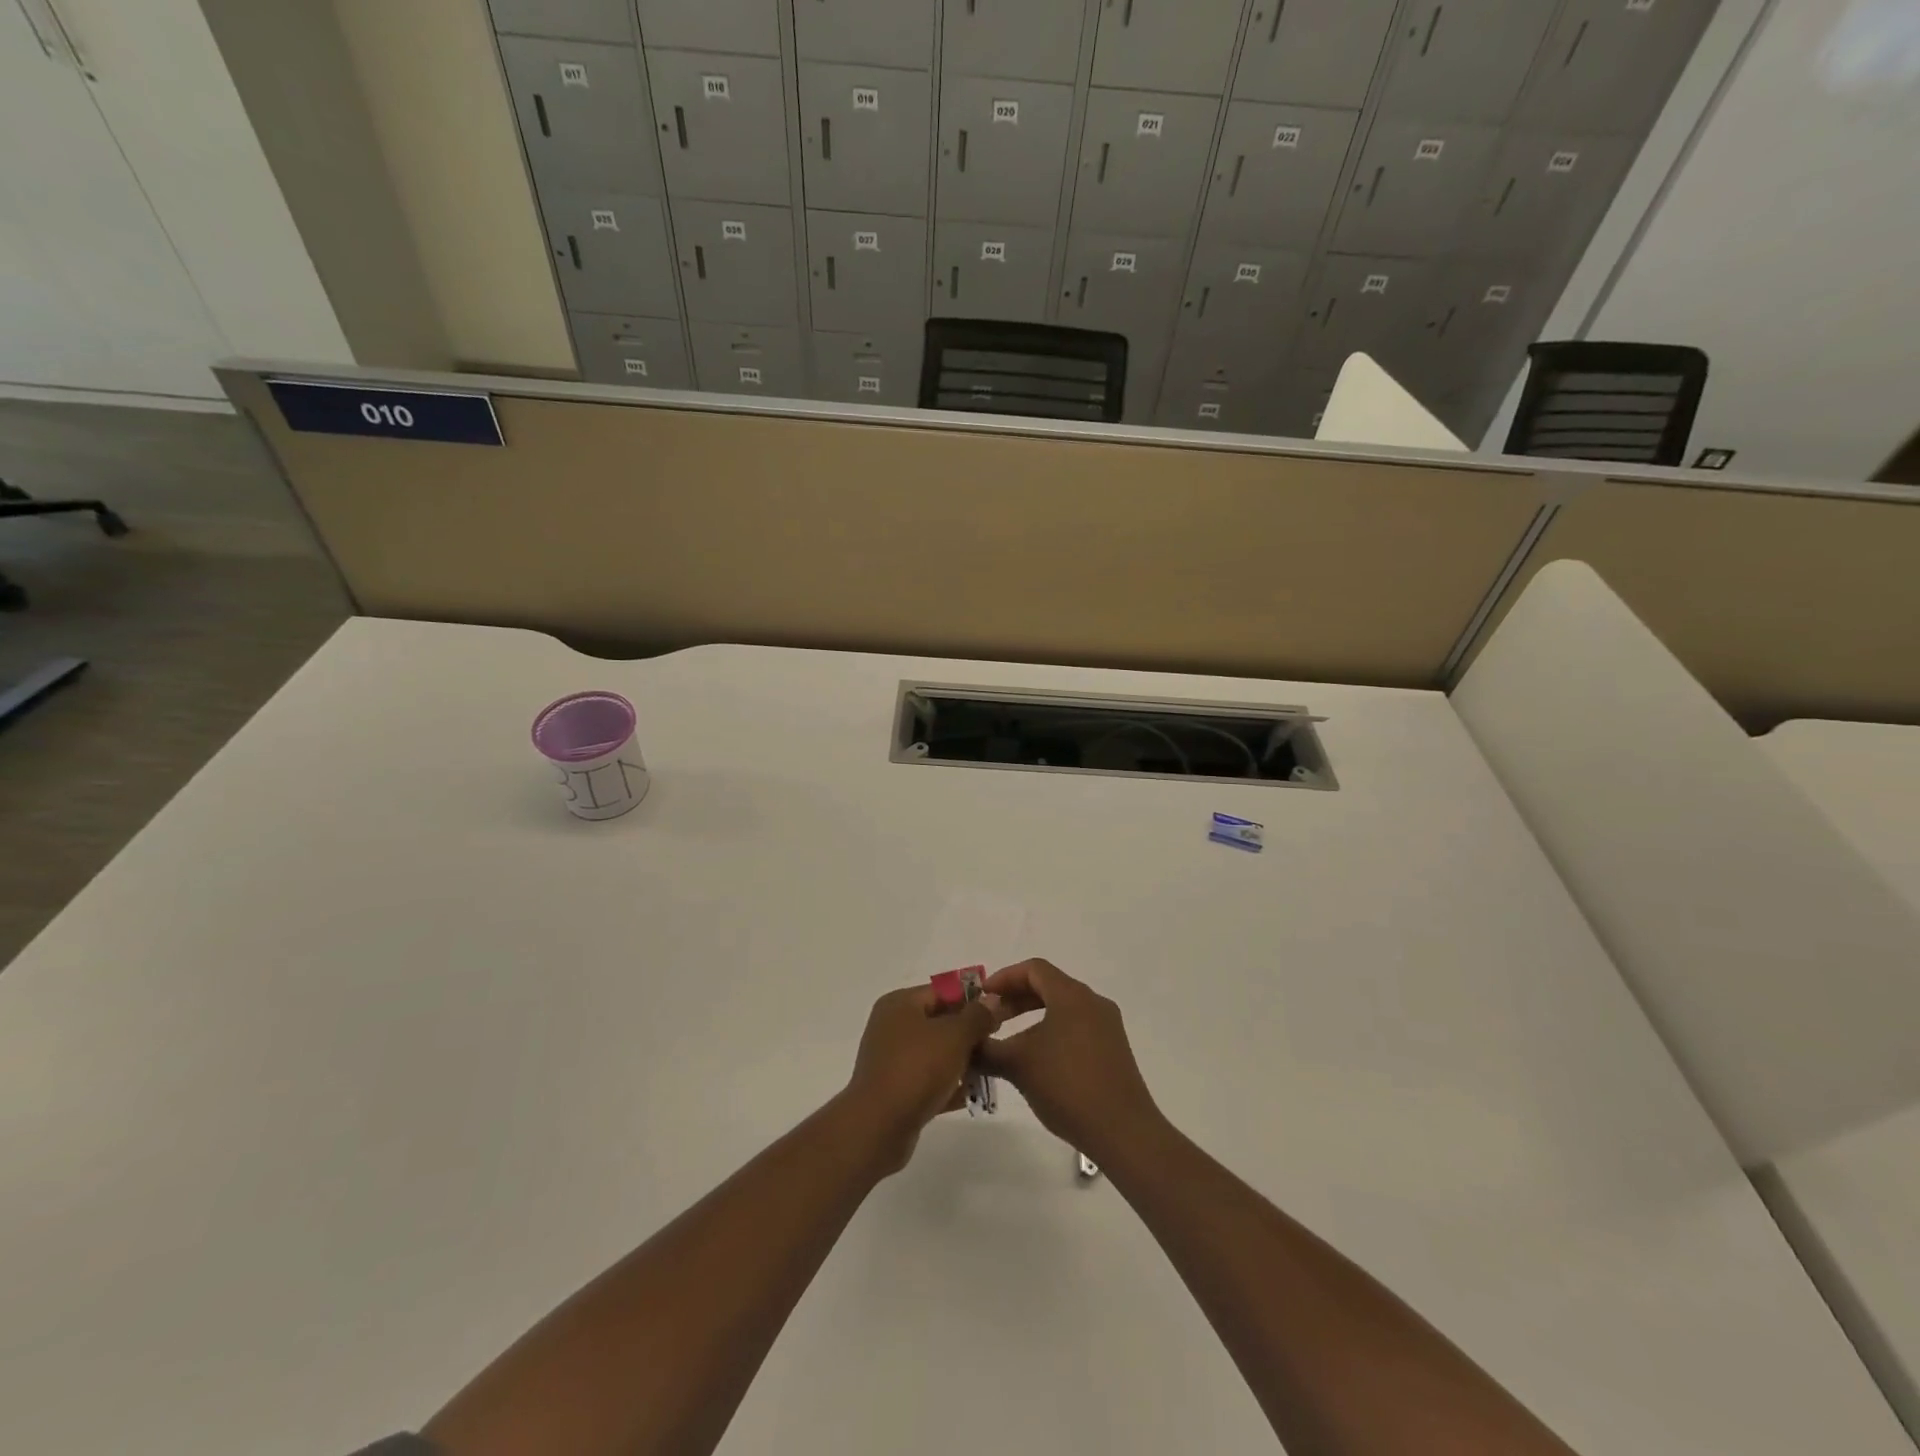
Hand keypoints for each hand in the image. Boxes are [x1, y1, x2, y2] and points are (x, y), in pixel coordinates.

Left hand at [845, 985, 1002, 1172]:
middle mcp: (892, 1026)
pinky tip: (972, 1095)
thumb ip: (977, 1016)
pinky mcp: (895, 1090)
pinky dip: (948, 1084)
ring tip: (989, 1070)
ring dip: (961, 1061)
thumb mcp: (955, 1036)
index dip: (972, 1000)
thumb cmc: (917, 1069)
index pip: (942, 991)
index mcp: (900, 1003)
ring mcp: (891, 1059)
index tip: (999, 1015)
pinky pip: (928, 1080)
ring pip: (935, 1052)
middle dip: (969, 1033)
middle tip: (995, 1043)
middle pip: (939, 1021)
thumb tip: (992, 999)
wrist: (878, 1127)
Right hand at [976, 960, 1161, 1162]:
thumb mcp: (1018, 1065)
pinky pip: (1077, 1027)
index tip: (982, 997)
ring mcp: (1107, 1026)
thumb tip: (966, 1045)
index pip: (1034, 969)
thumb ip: (987, 1049)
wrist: (1123, 1131)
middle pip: (1049, 986)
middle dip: (1016, 998)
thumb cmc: (1067, 1086)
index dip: (1004, 978)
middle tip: (991, 1018)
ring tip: (1011, 1041)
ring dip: (1034, 1017)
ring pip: (1063, 1008)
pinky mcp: (1114, 1050)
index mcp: (1072, 995)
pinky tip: (1039, 1061)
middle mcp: (1093, 1002)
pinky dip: (1052, 1032)